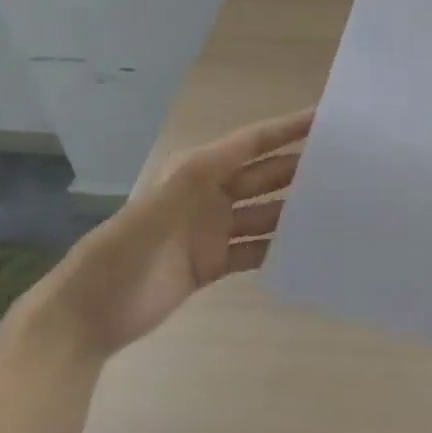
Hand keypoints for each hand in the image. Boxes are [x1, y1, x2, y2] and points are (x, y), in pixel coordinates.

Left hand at [13, 108, 314, 362]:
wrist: (86, 314)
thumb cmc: (124, 252)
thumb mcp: (161, 205)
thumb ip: (203, 176)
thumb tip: (248, 145)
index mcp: (197, 172)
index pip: (251, 143)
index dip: (286, 129)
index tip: (325, 118)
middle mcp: (209, 195)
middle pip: (263, 176)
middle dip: (299, 167)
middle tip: (345, 166)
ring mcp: (212, 231)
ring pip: (264, 213)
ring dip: (293, 210)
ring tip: (334, 207)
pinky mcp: (212, 263)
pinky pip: (254, 249)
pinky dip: (278, 247)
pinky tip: (305, 247)